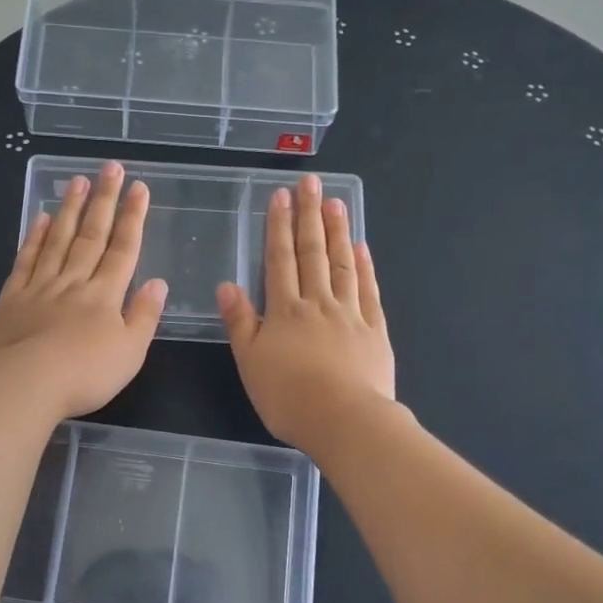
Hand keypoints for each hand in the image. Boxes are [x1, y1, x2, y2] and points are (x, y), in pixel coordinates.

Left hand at [0, 160, 166, 419]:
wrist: (27, 383)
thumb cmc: (86, 373)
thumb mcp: (130, 351)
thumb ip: (144, 315)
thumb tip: (158, 282)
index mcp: (105, 295)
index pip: (123, 248)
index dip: (132, 217)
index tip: (138, 187)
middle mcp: (74, 281)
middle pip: (92, 235)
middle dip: (103, 200)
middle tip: (109, 167)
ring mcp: (41, 286)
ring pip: (58, 240)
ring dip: (70, 209)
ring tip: (78, 180)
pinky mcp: (12, 298)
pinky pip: (26, 260)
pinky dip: (34, 237)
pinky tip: (41, 217)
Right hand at [217, 172, 394, 452]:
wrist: (344, 421)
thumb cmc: (289, 396)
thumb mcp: (250, 362)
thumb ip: (240, 322)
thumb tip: (227, 284)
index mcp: (285, 311)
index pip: (280, 260)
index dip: (278, 227)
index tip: (280, 196)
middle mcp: (318, 303)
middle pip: (312, 252)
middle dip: (309, 215)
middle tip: (310, 182)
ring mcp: (350, 314)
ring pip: (342, 264)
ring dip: (337, 231)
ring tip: (335, 202)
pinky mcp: (375, 330)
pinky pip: (369, 290)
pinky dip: (364, 267)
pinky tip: (361, 247)